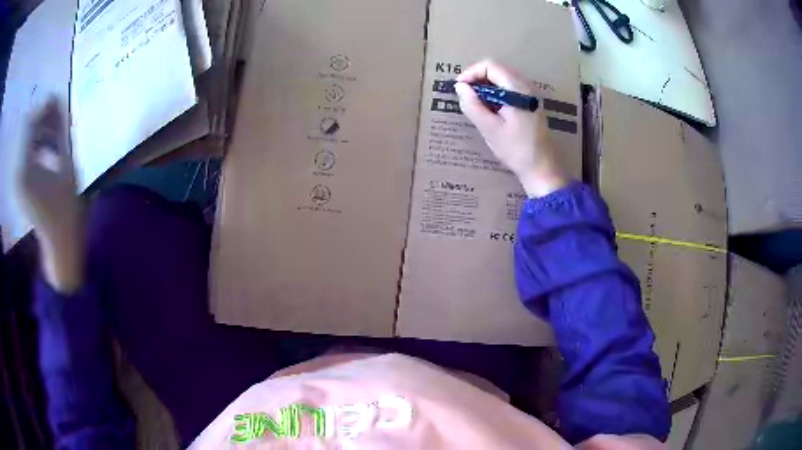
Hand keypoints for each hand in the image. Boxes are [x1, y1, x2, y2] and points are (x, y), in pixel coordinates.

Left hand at [16, 98, 84, 292]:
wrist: (60, 246)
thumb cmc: (67, 210)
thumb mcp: (66, 164)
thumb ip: (59, 129)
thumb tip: (56, 99)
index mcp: (24, 169)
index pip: (29, 123)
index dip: (43, 107)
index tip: (58, 101)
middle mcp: (16, 172)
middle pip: (25, 129)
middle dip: (41, 118)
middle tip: (57, 117)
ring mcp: (16, 180)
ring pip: (24, 140)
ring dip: (39, 131)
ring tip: (55, 136)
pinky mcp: (18, 185)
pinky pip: (24, 153)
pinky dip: (35, 145)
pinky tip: (48, 150)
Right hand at [455, 60, 568, 197]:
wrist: (541, 167)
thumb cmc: (515, 149)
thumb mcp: (489, 128)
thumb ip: (472, 105)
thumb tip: (459, 86)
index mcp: (518, 89)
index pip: (490, 65)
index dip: (471, 73)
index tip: (459, 89)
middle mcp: (526, 85)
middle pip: (496, 69)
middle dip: (477, 79)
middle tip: (465, 97)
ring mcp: (530, 93)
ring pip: (502, 78)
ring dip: (485, 87)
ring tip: (476, 105)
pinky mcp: (530, 102)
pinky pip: (509, 88)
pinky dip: (495, 93)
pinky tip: (490, 110)